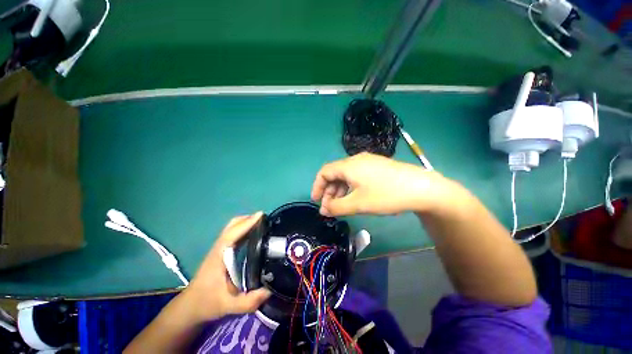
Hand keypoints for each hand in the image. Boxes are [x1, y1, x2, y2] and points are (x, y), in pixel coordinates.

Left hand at [179, 213, 270, 322]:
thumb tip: (269, 290)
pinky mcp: (222, 252)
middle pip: (232, 226)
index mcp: (219, 256)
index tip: (261, 215)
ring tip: (264, 225)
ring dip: (247, 223)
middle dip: (248, 219)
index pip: (232, 234)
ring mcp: (219, 249)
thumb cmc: (206, 303)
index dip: (246, 223)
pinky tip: (255, 235)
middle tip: (266, 220)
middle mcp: (219, 248)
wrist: (190, 307)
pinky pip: (234, 235)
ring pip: (232, 228)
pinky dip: (244, 229)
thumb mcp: (227, 306)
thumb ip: (248, 302)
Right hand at [311, 152, 454, 216]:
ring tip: (341, 205)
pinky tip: (355, 197)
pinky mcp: (377, 166)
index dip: (317, 186)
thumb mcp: (358, 204)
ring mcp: (368, 162)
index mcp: (348, 165)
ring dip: (340, 190)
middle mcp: (356, 160)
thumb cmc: (386, 195)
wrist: (422, 188)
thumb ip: (337, 207)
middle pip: (335, 173)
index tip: (317, 201)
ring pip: (346, 175)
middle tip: (330, 207)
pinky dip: (350, 187)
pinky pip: (356, 175)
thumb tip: (324, 210)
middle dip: (329, 191)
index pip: (324, 172)